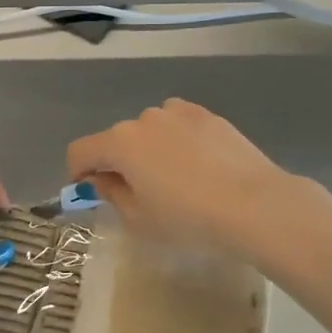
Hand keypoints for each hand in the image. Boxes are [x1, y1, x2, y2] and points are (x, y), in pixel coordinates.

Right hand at [66, 99, 309, 257]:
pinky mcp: (210, 116)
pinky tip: (198, 170)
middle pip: (117, 140)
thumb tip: (103, 180)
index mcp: (120, 142)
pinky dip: (178, 144)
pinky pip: (180, 128)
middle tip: (136, 195)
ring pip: (150, 132)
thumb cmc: (188, 219)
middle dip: (118, 164)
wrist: (255, 205)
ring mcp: (180, 113)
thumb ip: (112, 195)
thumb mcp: (139, 220)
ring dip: (149, 151)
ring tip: (173, 181)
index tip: (88, 194)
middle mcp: (145, 118)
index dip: (77, 174)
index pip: (81, 151)